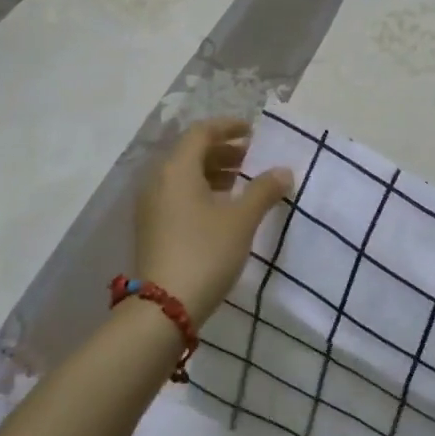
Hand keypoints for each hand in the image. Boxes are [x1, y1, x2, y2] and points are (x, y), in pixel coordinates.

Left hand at [135, 118, 292, 321]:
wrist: (163, 308)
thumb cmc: (205, 252)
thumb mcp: (241, 220)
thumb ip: (264, 190)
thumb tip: (283, 170)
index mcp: (177, 168)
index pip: (202, 132)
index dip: (228, 127)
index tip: (253, 131)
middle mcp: (158, 180)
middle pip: (192, 153)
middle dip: (224, 152)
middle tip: (253, 158)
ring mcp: (151, 205)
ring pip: (184, 176)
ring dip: (214, 172)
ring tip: (243, 183)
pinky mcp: (151, 227)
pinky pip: (178, 195)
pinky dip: (201, 191)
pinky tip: (223, 209)